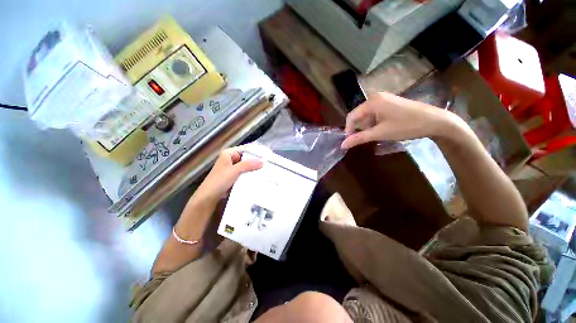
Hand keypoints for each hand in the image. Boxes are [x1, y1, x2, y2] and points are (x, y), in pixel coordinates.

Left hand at [193, 145, 262, 204]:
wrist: (208, 197)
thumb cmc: (219, 181)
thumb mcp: (234, 171)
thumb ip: (248, 165)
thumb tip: (263, 161)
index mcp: (229, 153)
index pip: (246, 148)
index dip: (256, 151)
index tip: (267, 154)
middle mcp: (231, 158)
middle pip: (247, 157)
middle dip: (257, 160)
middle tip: (269, 162)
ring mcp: (233, 167)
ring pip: (247, 165)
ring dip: (255, 167)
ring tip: (267, 169)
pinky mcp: (234, 175)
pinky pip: (245, 172)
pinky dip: (251, 173)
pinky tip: (259, 176)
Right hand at [341, 92, 450, 148]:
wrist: (436, 121)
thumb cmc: (406, 126)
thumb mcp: (380, 133)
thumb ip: (359, 138)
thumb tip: (342, 145)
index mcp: (372, 102)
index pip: (351, 116)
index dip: (348, 129)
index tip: (350, 141)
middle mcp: (376, 97)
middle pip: (359, 115)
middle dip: (360, 128)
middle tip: (367, 138)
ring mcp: (384, 99)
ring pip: (368, 115)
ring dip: (369, 126)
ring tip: (378, 135)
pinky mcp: (391, 103)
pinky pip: (376, 113)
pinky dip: (376, 123)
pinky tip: (384, 129)